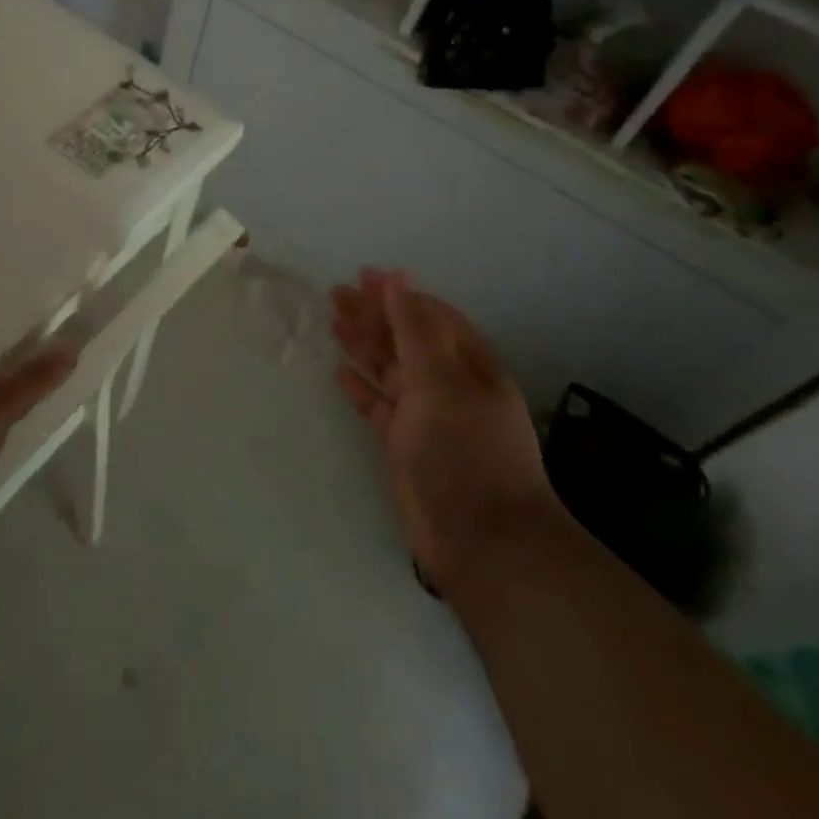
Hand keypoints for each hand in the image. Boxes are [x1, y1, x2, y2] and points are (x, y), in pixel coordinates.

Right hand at [332, 269, 554, 589]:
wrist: (484, 543)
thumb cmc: (465, 451)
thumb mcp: (439, 380)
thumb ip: (413, 328)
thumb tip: (398, 276)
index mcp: (470, 366)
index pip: (431, 317)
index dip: (398, 295)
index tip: (362, 276)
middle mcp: (451, 388)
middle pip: (407, 341)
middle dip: (375, 316)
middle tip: (335, 294)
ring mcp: (428, 419)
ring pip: (391, 371)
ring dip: (365, 346)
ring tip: (333, 323)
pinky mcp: (407, 448)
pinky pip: (380, 407)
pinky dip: (362, 388)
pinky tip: (341, 373)